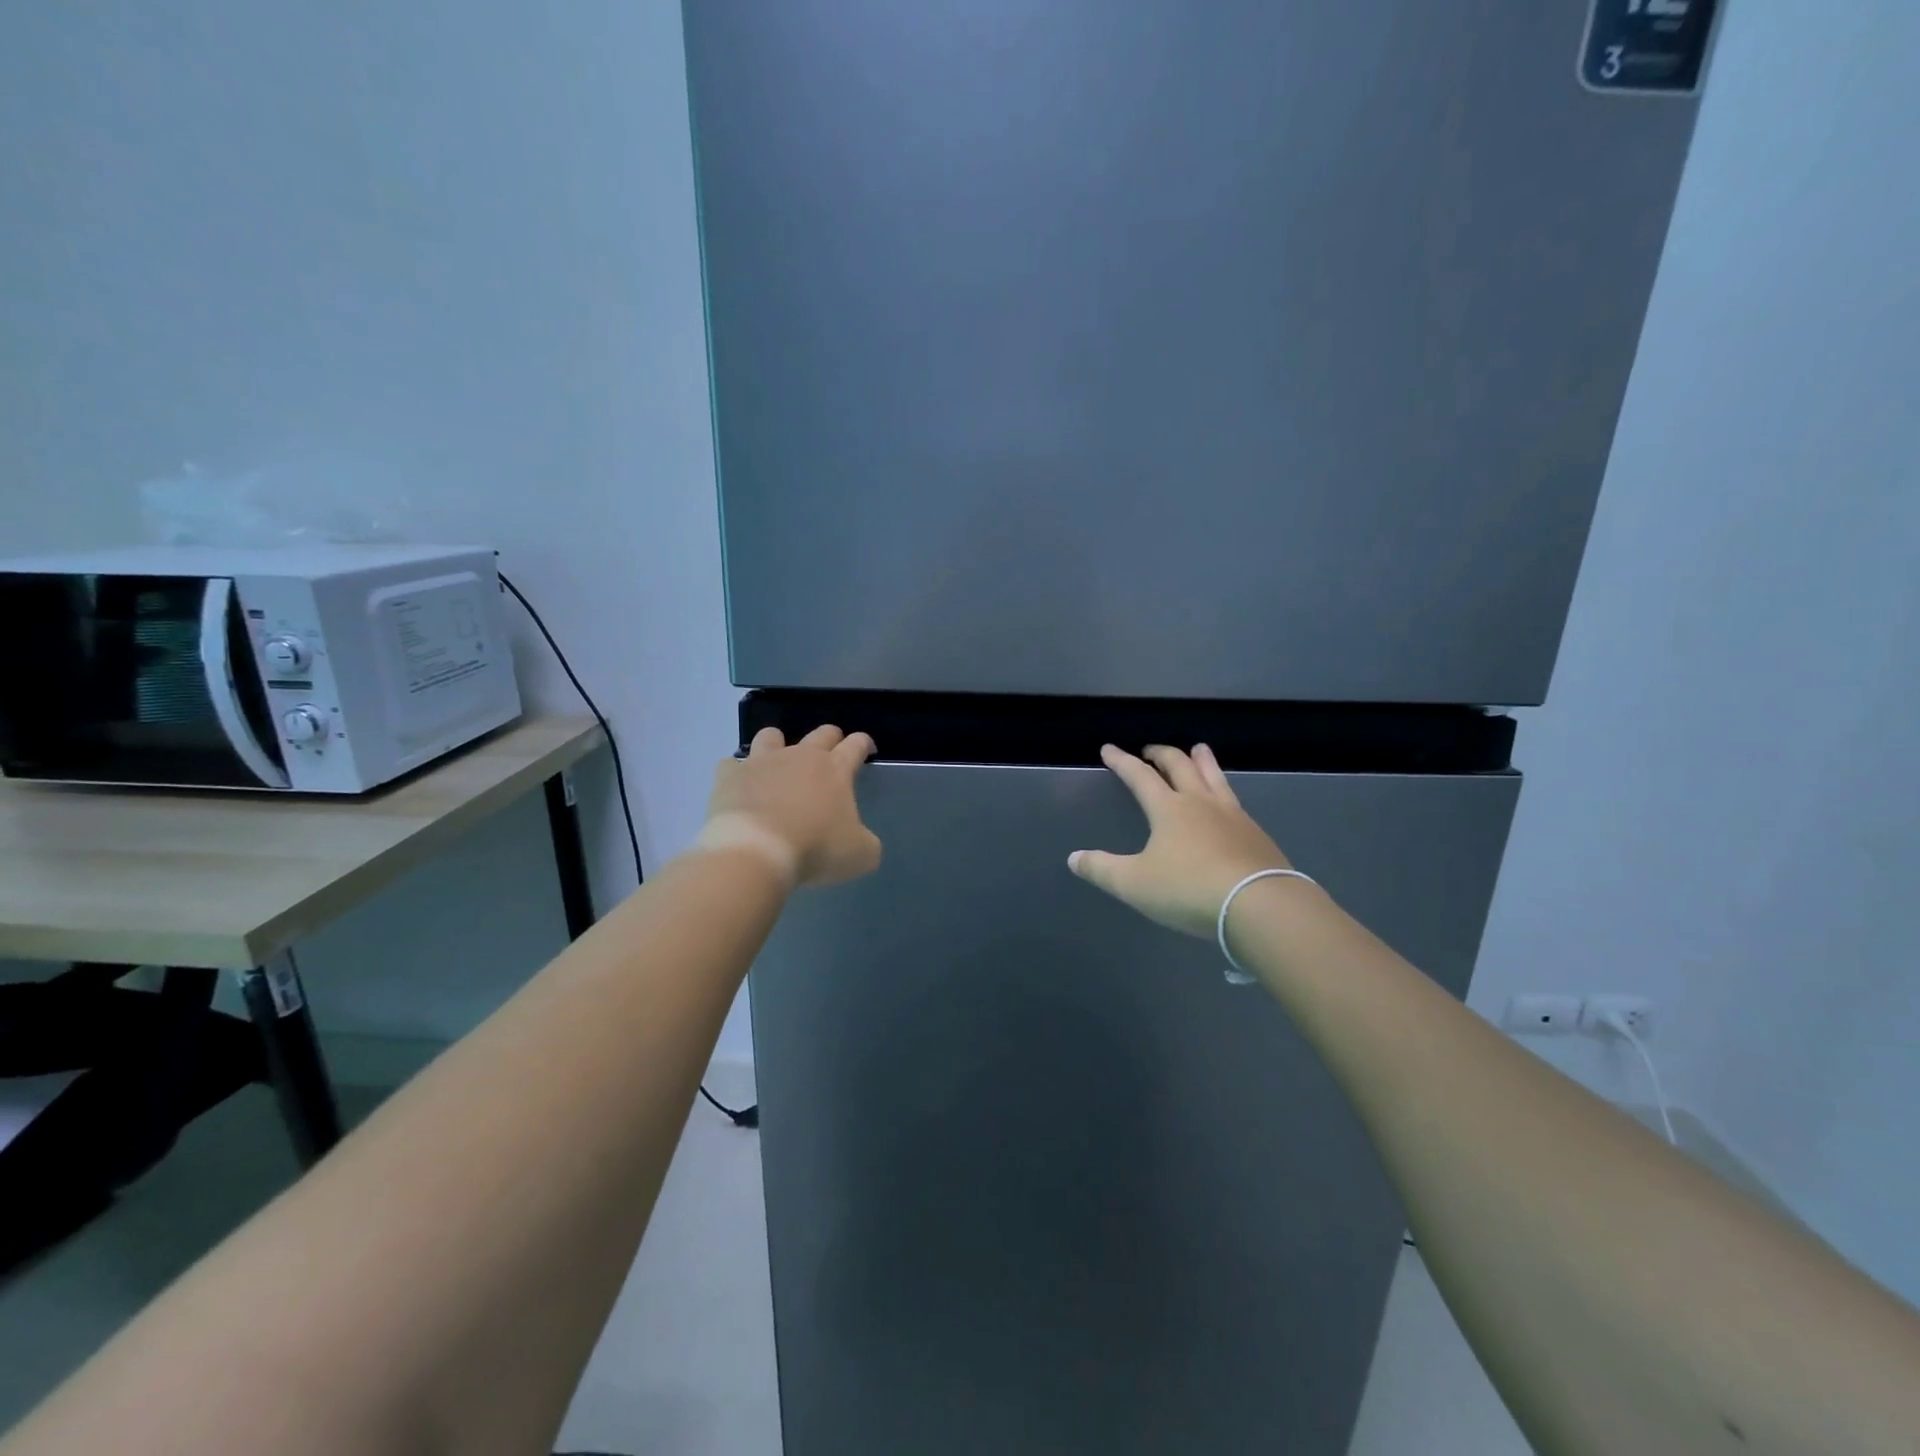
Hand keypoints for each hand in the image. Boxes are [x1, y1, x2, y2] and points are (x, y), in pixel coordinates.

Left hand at [701, 725, 882, 887]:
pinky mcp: (730, 776)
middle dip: (830, 738)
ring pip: (771, 736)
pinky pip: (731, 764)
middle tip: (832, 752)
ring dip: (777, 744)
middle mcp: (800, 756)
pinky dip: (737, 773)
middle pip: (821, 733)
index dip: (864, 744)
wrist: (757, 850)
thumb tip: (862, 842)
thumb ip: (866, 843)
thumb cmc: (815, 848)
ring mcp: (762, 762)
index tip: (867, 750)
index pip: (856, 745)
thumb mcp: (860, 855)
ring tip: (778, 762)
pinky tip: (740, 787)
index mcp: (835, 769)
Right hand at [1069, 744, 1293, 937]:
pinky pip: (1234, 800)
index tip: (1109, 749)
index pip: (1140, 776)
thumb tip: (1073, 858)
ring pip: (1214, 776)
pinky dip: (1223, 789)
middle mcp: (1200, 803)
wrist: (1259, 904)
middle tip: (1150, 750)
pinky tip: (1226, 801)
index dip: (1122, 761)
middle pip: (1180, 766)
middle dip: (1161, 754)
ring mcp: (1232, 815)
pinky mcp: (1255, 834)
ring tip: (1198, 749)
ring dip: (1202, 760)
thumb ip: (1102, 869)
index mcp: (1169, 809)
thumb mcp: (1135, 884)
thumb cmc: (1188, 889)